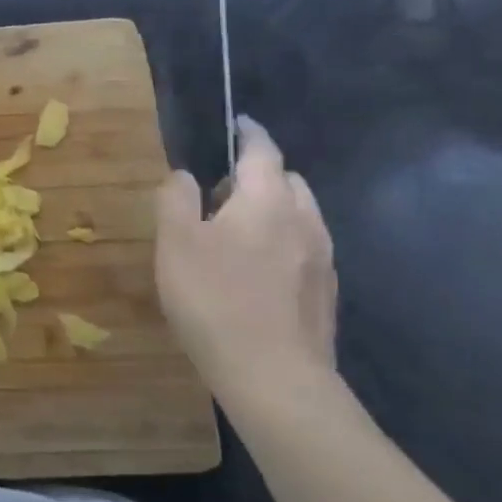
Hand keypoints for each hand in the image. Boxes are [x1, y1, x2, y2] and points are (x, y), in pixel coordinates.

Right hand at [154, 116, 338, 407]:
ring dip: (273, 210)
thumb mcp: (175, 242)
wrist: (274, 376)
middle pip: (287, 180)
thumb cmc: (214, 299)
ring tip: (237, 234)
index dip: (248, 133)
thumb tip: (184, 175)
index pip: (262, 150)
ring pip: (299, 215)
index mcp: (267, 199)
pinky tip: (258, 272)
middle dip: (258, 175)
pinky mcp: (326, 292)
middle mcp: (304, 219)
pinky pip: (305, 247)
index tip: (237, 124)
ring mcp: (322, 258)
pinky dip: (284, 241)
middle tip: (221, 193)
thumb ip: (175, 198)